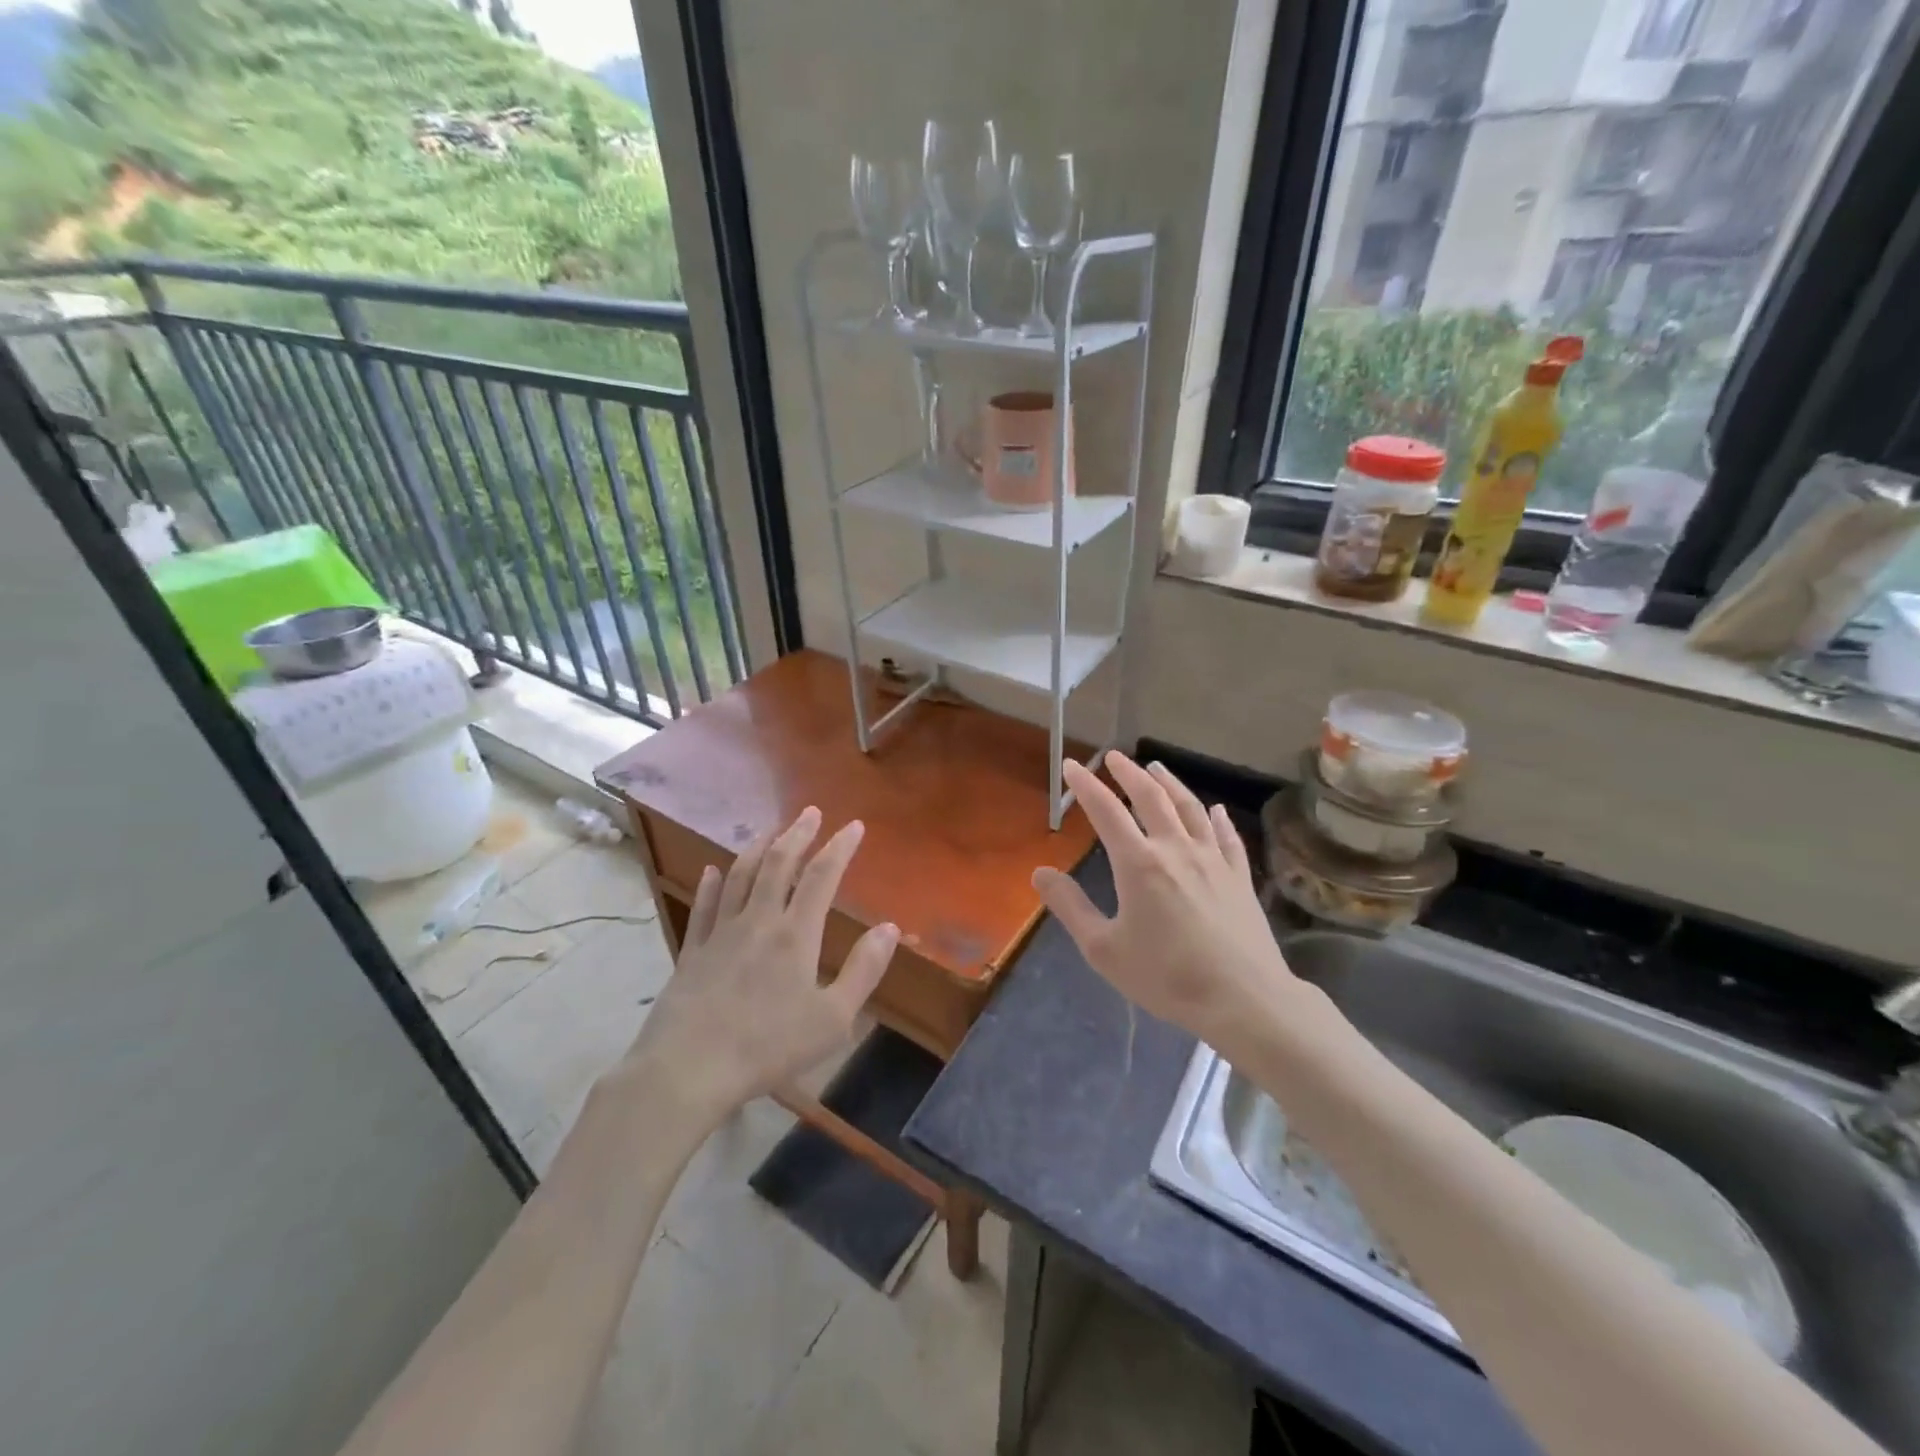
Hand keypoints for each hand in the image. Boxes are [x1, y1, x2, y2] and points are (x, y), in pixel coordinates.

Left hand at [625, 807, 897, 1119]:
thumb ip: (864, 970)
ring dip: (757, 847)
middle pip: (778, 864)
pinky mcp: (692, 951)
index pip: (822, 877)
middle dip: (798, 834)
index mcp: (796, 934)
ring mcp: (720, 933)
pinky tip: (713, 870)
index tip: (854, 826)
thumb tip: (890, 928)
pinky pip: (704, 906)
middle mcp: (758, 920)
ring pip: (740, 876)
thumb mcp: (832, 1018)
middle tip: (810, 812)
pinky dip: (712, 884)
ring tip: (770, 830)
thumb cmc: (768, 1047)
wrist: (688, 1069)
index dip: (840, 847)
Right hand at [1032, 752, 1298, 1056]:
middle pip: (1151, 798)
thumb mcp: (1104, 949)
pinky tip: (1215, 809)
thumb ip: (1071, 907)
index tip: (1071, 765)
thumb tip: (1040, 872)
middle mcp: (1176, 849)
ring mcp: (1213, 860)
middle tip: (1113, 756)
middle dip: (1128, 773)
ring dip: (1170, 784)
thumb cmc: (1167, 977)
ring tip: (1156, 767)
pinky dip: (1217, 817)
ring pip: (1190, 808)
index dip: (1086, 785)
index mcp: (1139, 864)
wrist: (1244, 999)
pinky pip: (1227, 837)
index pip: (1106, 811)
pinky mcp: (1240, 877)